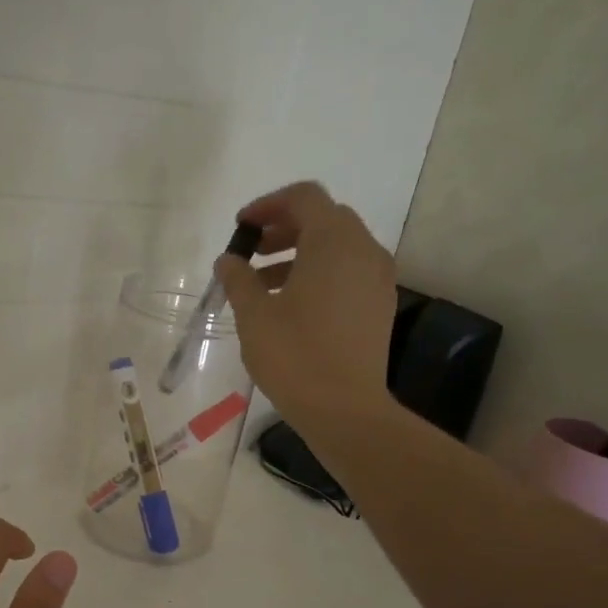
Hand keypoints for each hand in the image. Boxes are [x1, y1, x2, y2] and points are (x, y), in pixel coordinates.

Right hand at [215, 180, 397, 426]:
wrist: (345, 409)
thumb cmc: (295, 356)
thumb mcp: (254, 315)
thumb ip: (238, 279)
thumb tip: (229, 260)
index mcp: (333, 242)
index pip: (304, 198)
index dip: (268, 205)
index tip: (241, 228)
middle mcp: (363, 250)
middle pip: (324, 219)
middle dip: (283, 229)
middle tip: (251, 254)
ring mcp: (377, 279)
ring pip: (337, 248)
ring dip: (300, 254)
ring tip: (263, 285)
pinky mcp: (379, 306)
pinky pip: (348, 272)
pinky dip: (320, 274)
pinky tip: (291, 305)